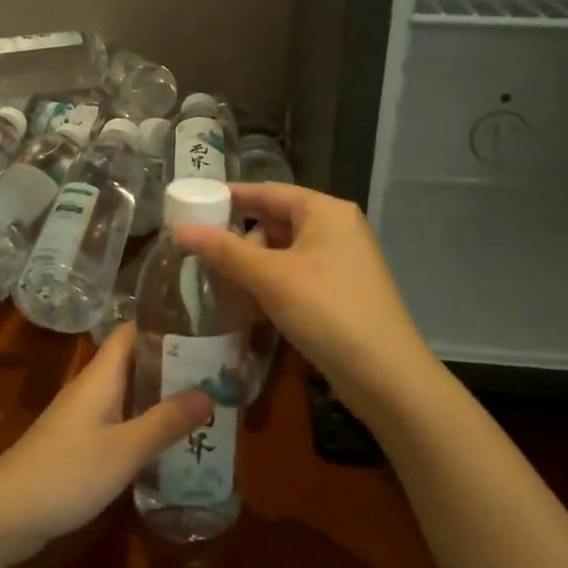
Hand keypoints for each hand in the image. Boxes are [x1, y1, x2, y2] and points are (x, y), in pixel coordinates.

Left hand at [0, 323, 211, 567]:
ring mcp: (81, 417)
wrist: (4, 514)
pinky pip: (117, 421)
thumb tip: (208, 393)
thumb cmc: (66, 472)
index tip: (201, 325)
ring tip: (202, 404)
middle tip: (215, 371)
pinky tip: (166, 443)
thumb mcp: (124, 449)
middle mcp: (90, 388)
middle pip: (133, 362)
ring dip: (159, 397)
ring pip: (126, 394)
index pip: (131, 331)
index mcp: (100, 376)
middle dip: (171, 364)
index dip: (163, 324)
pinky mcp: (76, 445)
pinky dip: (142, 424)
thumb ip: (165, 422)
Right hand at [173, 183, 437, 423]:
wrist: (387, 376)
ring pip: (283, 253)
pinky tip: (249, 307)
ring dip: (252, 267)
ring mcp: (340, 263)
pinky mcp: (339, 293)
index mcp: (324, 212)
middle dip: (239, 239)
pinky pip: (295, 277)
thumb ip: (224, 251)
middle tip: (203, 256)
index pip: (267, 191)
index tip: (193, 203)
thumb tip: (180, 229)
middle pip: (275, 221)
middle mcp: (335, 229)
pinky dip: (270, 286)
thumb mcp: (270, 278)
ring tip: (222, 286)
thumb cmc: (327, 312)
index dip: (229, 196)